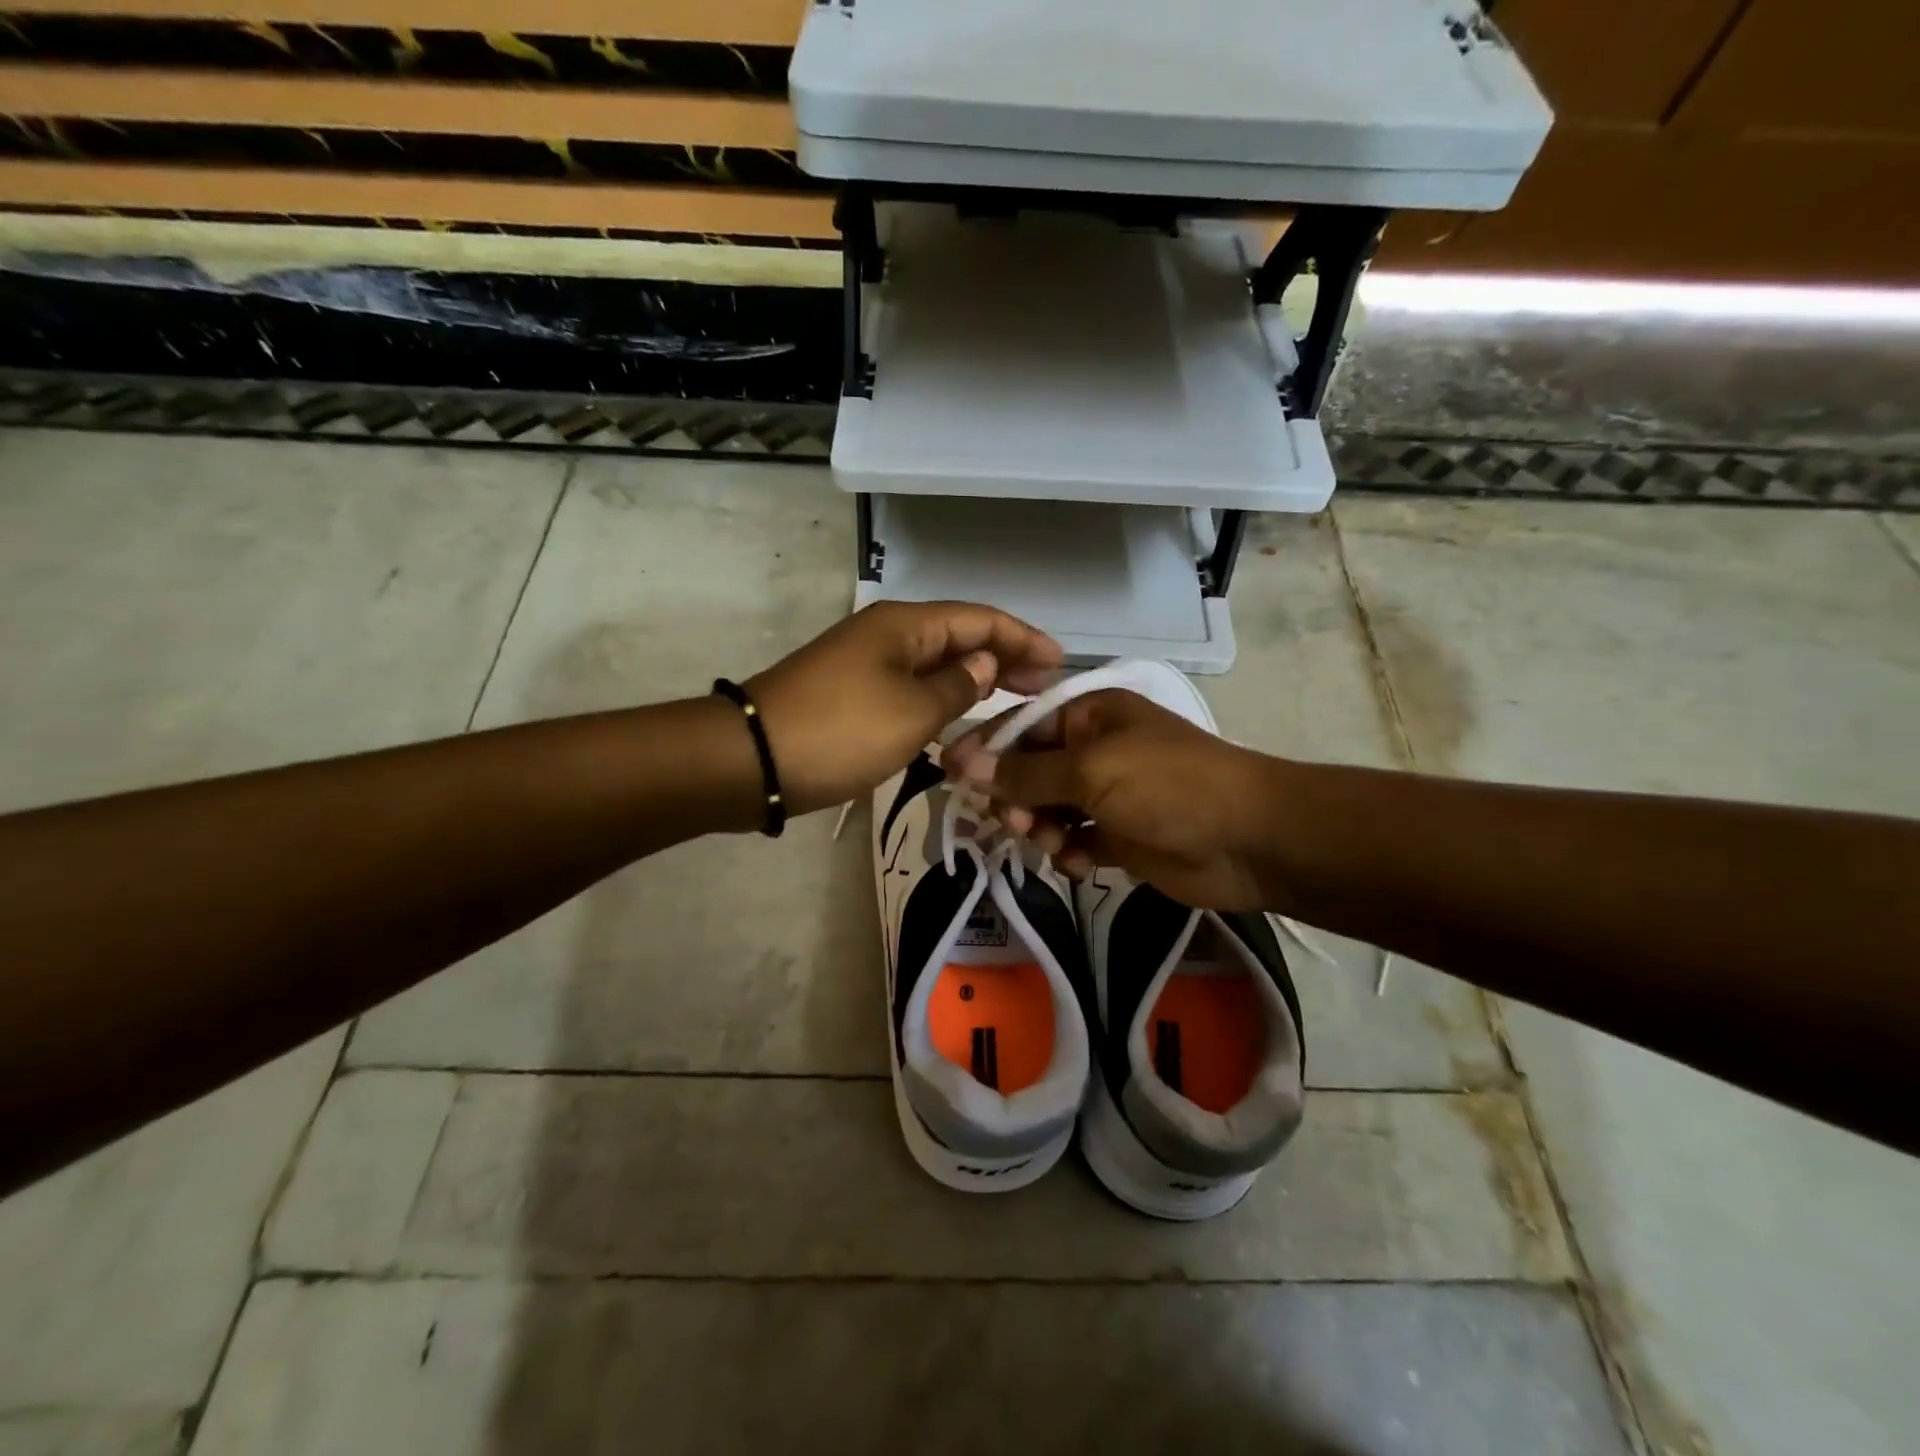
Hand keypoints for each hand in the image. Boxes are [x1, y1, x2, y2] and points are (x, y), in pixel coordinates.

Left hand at [747, 602, 1061, 816]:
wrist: (753, 761)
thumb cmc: (840, 731)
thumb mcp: (912, 712)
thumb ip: (957, 688)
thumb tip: (982, 667)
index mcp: (906, 626)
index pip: (980, 620)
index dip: (1023, 638)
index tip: (1059, 664)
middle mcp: (889, 636)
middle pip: (959, 637)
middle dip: (1004, 659)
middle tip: (1043, 689)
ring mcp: (868, 665)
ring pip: (936, 665)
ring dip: (974, 682)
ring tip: (1013, 704)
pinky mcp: (854, 695)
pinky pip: (913, 689)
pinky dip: (943, 702)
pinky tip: (961, 722)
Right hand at [943, 689, 1282, 909]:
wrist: (1248, 839)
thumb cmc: (1167, 786)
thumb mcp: (1090, 771)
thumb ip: (1025, 772)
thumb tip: (962, 763)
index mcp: (1089, 715)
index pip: (1021, 726)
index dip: (985, 750)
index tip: (949, 775)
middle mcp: (1095, 749)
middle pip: (1031, 771)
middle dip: (1017, 797)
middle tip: (1016, 822)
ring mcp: (1108, 794)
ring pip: (1049, 810)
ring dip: (1043, 828)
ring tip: (1055, 843)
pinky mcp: (1120, 835)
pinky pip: (1076, 840)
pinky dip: (1071, 852)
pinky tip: (1082, 862)